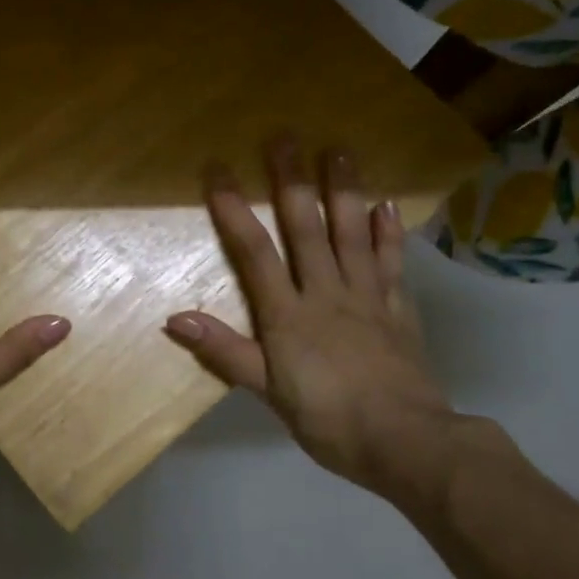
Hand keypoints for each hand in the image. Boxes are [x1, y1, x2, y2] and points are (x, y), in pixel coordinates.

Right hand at [166, 141, 471, 515]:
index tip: (218, 171)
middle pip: (306, 228)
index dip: (234, 210)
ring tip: (339, 150)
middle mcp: (326, 292)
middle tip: (285, 137)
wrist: (404, 441)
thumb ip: (224, 351)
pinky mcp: (399, 309)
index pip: (255, 252)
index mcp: (288, 314)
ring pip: (352, 234)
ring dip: (344, 190)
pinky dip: (388, 233)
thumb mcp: (266, 391)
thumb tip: (174, 318)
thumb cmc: (327, 419)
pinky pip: (392, 262)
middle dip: (292, 182)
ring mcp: (367, 297)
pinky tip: (386, 205)